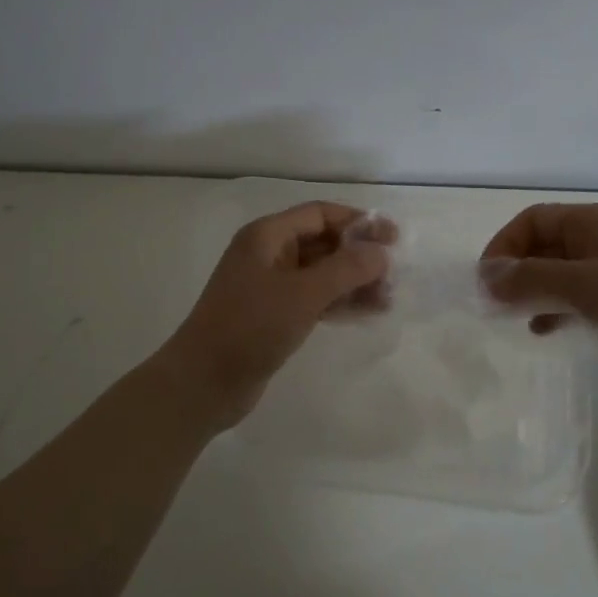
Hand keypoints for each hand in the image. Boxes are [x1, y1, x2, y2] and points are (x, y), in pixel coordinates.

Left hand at [160, 202, 393, 428]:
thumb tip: (381, 252)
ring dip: (353, 282)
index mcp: (267, 236)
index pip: (320, 214)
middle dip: (359, 256)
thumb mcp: (303, 294)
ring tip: (388, 299)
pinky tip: (366, 313)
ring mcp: (269, 287)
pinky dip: (339, 302)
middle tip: (394, 275)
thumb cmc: (250, 328)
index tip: (394, 240)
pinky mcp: (273, 316)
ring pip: (321, 274)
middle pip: (322, 243)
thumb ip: (346, 269)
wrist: (203, 383)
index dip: (358, 222)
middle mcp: (267, 255)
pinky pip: (314, 299)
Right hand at [479, 203, 597, 381]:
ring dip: (532, 292)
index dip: (503, 246)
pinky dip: (556, 310)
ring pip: (558, 275)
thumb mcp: (585, 285)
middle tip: (493, 306)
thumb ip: (532, 280)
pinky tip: (545, 331)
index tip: (486, 282)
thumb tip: (486, 278)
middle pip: (542, 246)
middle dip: (514, 272)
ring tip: (513, 319)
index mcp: (590, 223)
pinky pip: (577, 299)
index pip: (531, 221)